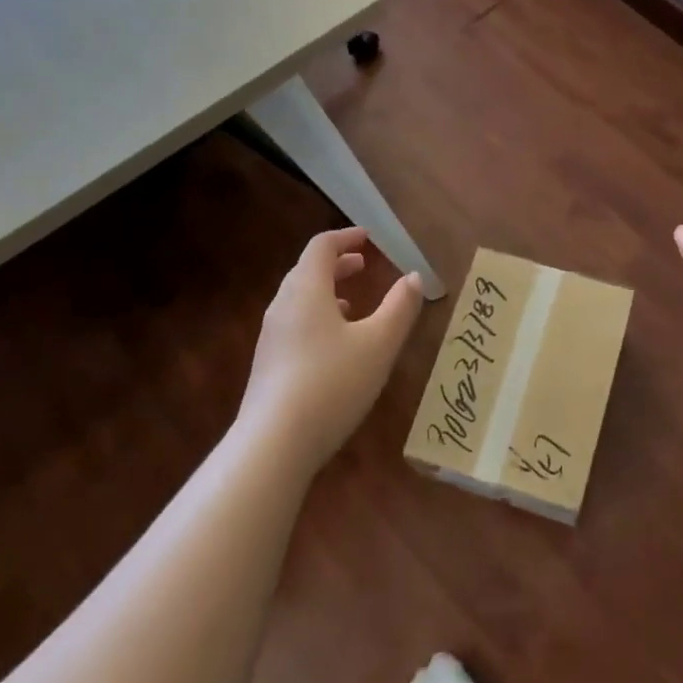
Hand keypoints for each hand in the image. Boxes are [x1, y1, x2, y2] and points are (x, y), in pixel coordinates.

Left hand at [239, 228, 425, 474]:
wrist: (273, 444)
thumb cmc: (331, 383)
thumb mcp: (378, 344)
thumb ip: (400, 308)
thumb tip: (414, 277)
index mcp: (306, 290)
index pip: (321, 247)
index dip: (345, 237)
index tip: (367, 237)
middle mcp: (283, 306)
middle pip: (307, 271)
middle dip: (336, 263)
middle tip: (363, 264)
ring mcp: (271, 337)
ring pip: (299, 300)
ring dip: (326, 291)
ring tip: (353, 303)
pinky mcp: (268, 365)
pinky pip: (294, 324)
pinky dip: (317, 317)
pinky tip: (335, 346)